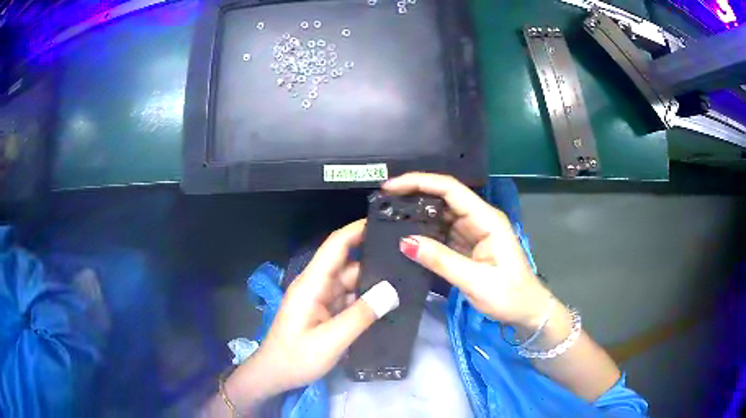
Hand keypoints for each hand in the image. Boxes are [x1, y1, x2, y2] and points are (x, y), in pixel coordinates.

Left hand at [213, 220, 398, 415]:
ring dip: (374, 283)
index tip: (385, 222)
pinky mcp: (326, 313)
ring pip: (352, 283)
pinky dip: (367, 300)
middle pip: (349, 264)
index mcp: (312, 284)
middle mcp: (317, 286)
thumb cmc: (296, 357)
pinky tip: (389, 303)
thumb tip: (392, 290)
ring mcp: (322, 300)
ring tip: (406, 280)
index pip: (335, 246)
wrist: (275, 376)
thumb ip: (360, 316)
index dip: (357, 230)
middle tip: (409, 258)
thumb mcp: (330, 340)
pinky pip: (350, 300)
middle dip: (375, 259)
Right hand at [384, 173, 552, 329]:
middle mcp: (479, 219)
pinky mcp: (468, 245)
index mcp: (486, 219)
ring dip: (417, 215)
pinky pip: (443, 233)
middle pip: (444, 198)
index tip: (391, 188)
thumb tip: (404, 241)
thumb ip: (441, 260)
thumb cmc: (509, 295)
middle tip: (384, 203)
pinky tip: (407, 236)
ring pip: (441, 215)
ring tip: (389, 218)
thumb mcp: (476, 280)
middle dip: (414, 195)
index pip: (450, 189)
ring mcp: (473, 232)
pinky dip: (425, 233)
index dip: (420, 182)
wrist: (526, 312)